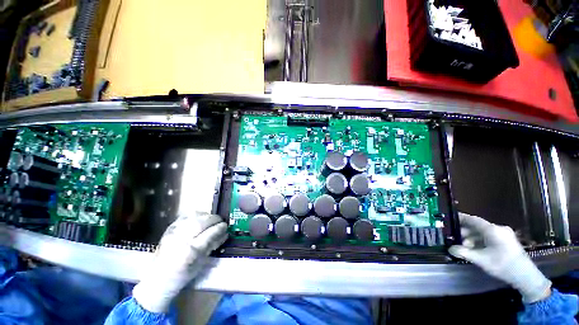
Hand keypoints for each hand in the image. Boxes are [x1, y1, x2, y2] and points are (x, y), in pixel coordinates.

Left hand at [133, 212, 227, 312]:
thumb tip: (224, 234)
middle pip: (202, 222)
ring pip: (193, 217)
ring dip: (206, 215)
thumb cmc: (183, 275)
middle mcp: (181, 240)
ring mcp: (174, 233)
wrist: (158, 279)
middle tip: (220, 221)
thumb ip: (213, 246)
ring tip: (212, 219)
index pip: (209, 234)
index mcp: (190, 252)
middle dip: (214, 219)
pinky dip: (195, 215)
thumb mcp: (201, 263)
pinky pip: (184, 217)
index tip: (225, 226)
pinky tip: (200, 217)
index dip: (219, 228)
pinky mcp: (169, 229)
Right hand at [449, 213, 551, 302]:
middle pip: (477, 226)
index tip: (449, 218)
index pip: (473, 220)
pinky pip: (489, 237)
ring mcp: (504, 235)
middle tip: (454, 238)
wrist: (526, 276)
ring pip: (483, 233)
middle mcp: (498, 229)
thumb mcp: (481, 260)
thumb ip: (464, 252)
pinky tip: (475, 249)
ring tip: (464, 247)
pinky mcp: (506, 241)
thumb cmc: (503, 265)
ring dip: (472, 238)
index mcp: (493, 230)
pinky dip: (480, 241)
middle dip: (465, 232)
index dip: (461, 218)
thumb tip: (450, 248)